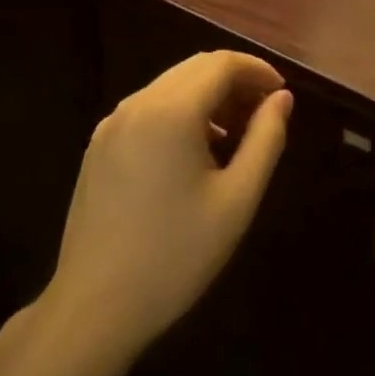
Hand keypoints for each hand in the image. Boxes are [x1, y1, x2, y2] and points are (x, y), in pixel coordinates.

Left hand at [46, 51, 291, 358]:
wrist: (92, 311)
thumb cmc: (175, 256)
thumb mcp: (237, 200)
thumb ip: (266, 139)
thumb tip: (281, 98)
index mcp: (171, 111)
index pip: (222, 64)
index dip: (257, 70)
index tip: (281, 93)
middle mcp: (138, 104)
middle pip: (196, 68)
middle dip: (235, 80)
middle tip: (263, 113)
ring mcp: (112, 123)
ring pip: (172, 85)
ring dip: (208, 95)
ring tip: (235, 134)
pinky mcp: (99, 145)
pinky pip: (149, 107)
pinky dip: (181, 111)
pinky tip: (195, 150)